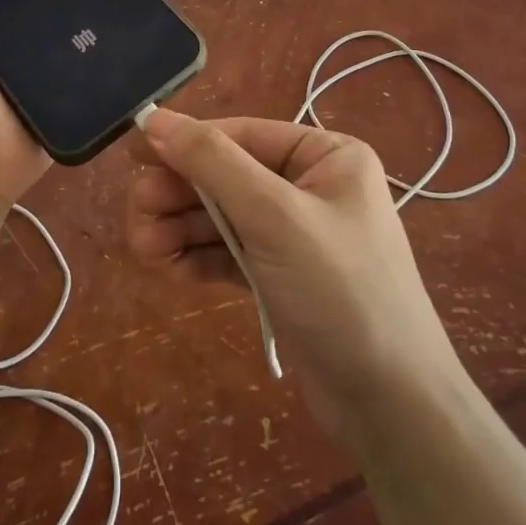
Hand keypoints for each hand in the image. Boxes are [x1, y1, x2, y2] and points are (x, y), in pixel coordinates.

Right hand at [128, 111, 459, 439]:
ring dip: (180, 228)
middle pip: (227, 175)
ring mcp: (295, 233)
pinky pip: (230, 250)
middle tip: (137, 213)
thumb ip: (213, 163)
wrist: (392, 406)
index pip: (241, 135)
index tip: (133, 155)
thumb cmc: (340, 291)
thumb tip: (155, 118)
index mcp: (326, 155)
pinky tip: (166, 266)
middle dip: (180, 195)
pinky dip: (198, 255)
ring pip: (223, 215)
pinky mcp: (281, 274)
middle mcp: (311, 185)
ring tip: (142, 247)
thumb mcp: (274, 216)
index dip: (186, 142)